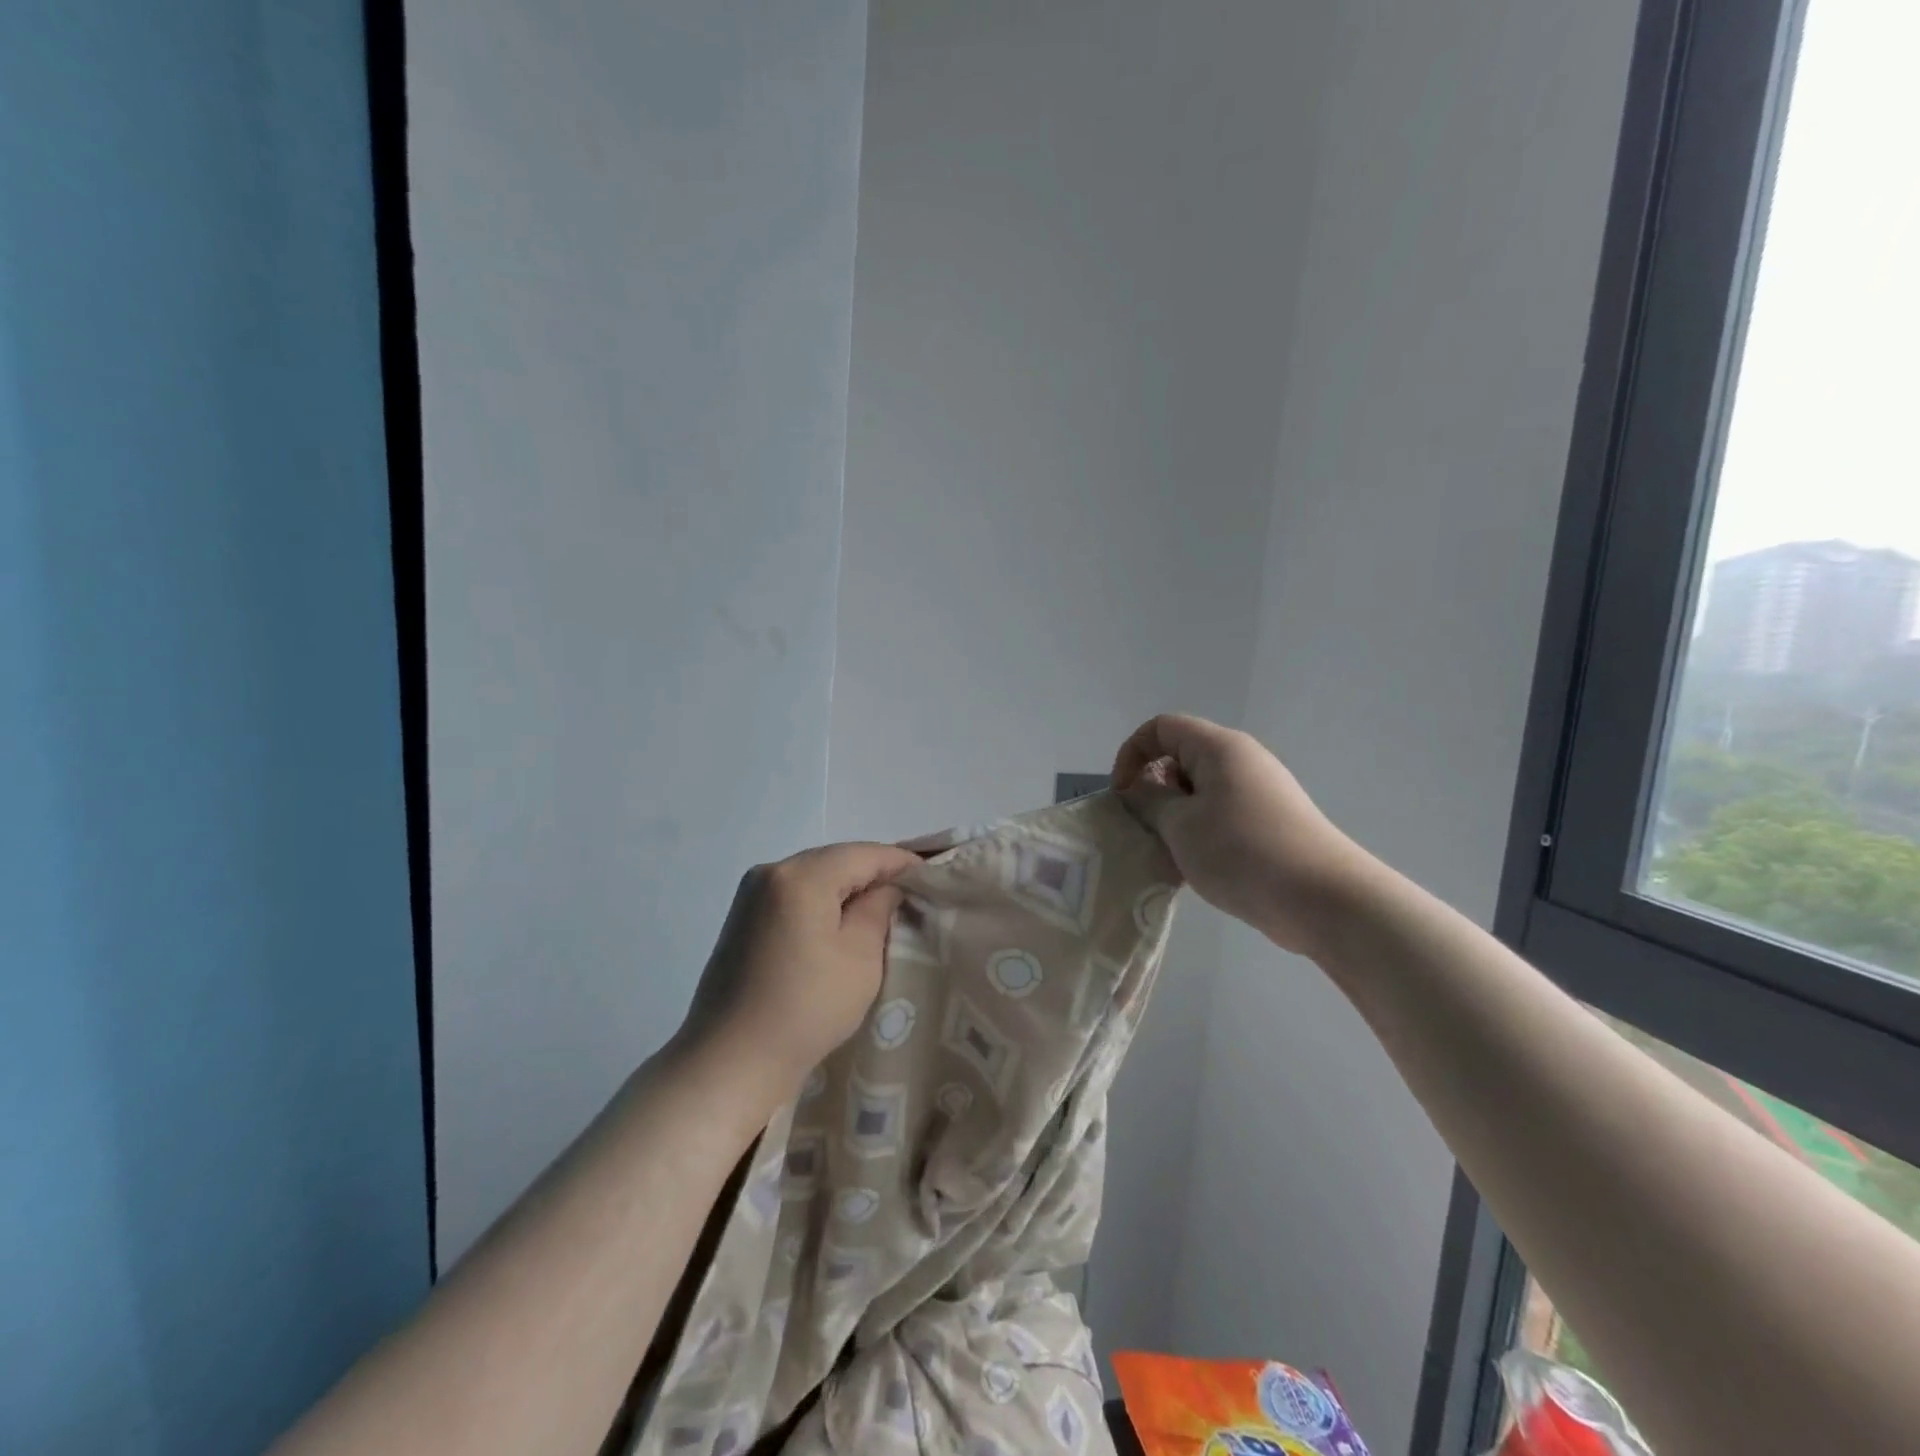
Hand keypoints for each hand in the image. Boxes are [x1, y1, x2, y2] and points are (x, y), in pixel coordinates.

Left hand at [678, 842, 920, 1094]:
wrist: (730, 1061)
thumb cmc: (806, 1009)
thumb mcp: (860, 958)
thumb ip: (879, 909)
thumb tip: (888, 887)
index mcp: (801, 876)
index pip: (864, 854)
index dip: (902, 862)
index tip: (933, 876)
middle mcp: (771, 871)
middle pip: (836, 859)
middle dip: (874, 872)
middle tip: (912, 892)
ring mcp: (751, 893)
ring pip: (815, 875)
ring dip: (848, 886)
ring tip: (882, 907)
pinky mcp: (742, 916)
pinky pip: (794, 893)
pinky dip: (822, 900)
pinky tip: (841, 922)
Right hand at [1111, 713, 1371, 957]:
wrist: (1323, 899)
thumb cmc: (1242, 852)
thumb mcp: (1180, 825)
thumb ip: (1149, 800)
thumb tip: (1140, 788)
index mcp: (1219, 748)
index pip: (1161, 728)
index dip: (1132, 754)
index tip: (1123, 796)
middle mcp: (1242, 760)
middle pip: (1181, 758)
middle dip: (1154, 790)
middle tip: (1146, 830)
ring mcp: (1260, 791)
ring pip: (1200, 791)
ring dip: (1176, 817)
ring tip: (1172, 855)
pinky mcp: (1271, 822)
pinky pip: (1221, 814)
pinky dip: (1201, 832)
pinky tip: (1198, 869)